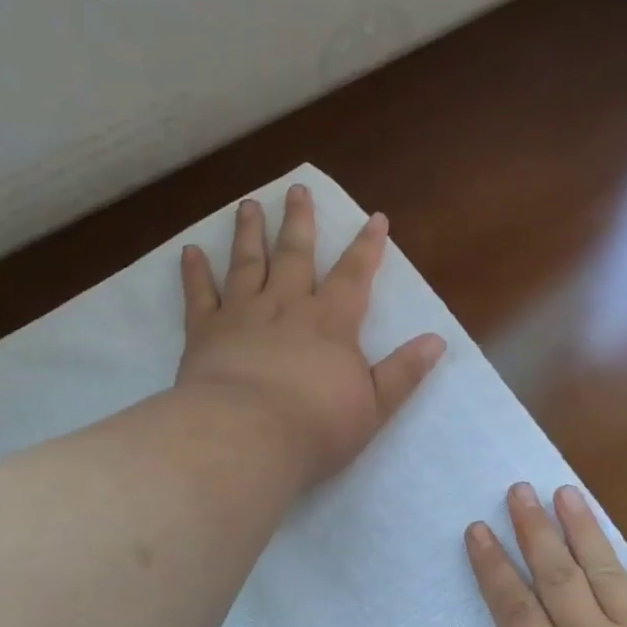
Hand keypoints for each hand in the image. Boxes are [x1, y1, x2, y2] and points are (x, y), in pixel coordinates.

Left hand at [177, 184, 445, 484]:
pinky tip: (190, 252)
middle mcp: (286, 306)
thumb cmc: (316, 426)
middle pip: (294, 254)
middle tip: (296, 189)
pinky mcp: (204, 332)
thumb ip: (403, 372)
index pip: (354, 275)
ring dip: (249, 233)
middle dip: (299, 221)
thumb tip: (437, 341)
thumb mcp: (375, 405)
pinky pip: (199, 295)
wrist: (247, 437)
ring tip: (248, 205)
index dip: (367, 246)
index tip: (375, 218)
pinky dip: (194, 273)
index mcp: (330, 322)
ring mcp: (242, 314)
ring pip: (246, 263)